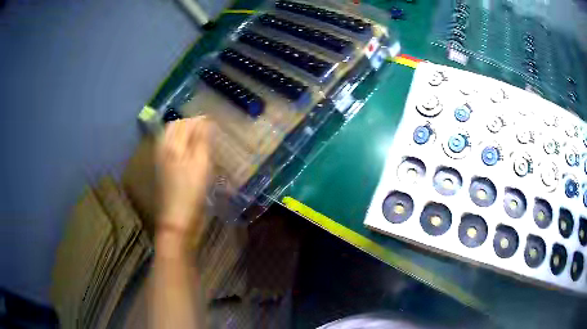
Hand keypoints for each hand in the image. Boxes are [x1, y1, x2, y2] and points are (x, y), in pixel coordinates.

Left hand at [156, 116, 212, 235]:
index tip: (214, 124)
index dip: (199, 121)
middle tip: (208, 132)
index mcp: (171, 145)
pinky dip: (181, 146)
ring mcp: (161, 161)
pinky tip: (190, 154)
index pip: (185, 123)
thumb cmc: (191, 192)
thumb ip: (201, 140)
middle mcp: (163, 149)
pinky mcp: (163, 171)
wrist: (177, 221)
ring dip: (185, 135)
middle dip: (191, 125)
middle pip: (175, 128)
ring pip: (172, 139)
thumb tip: (204, 119)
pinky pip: (171, 149)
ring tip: (201, 141)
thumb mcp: (200, 164)